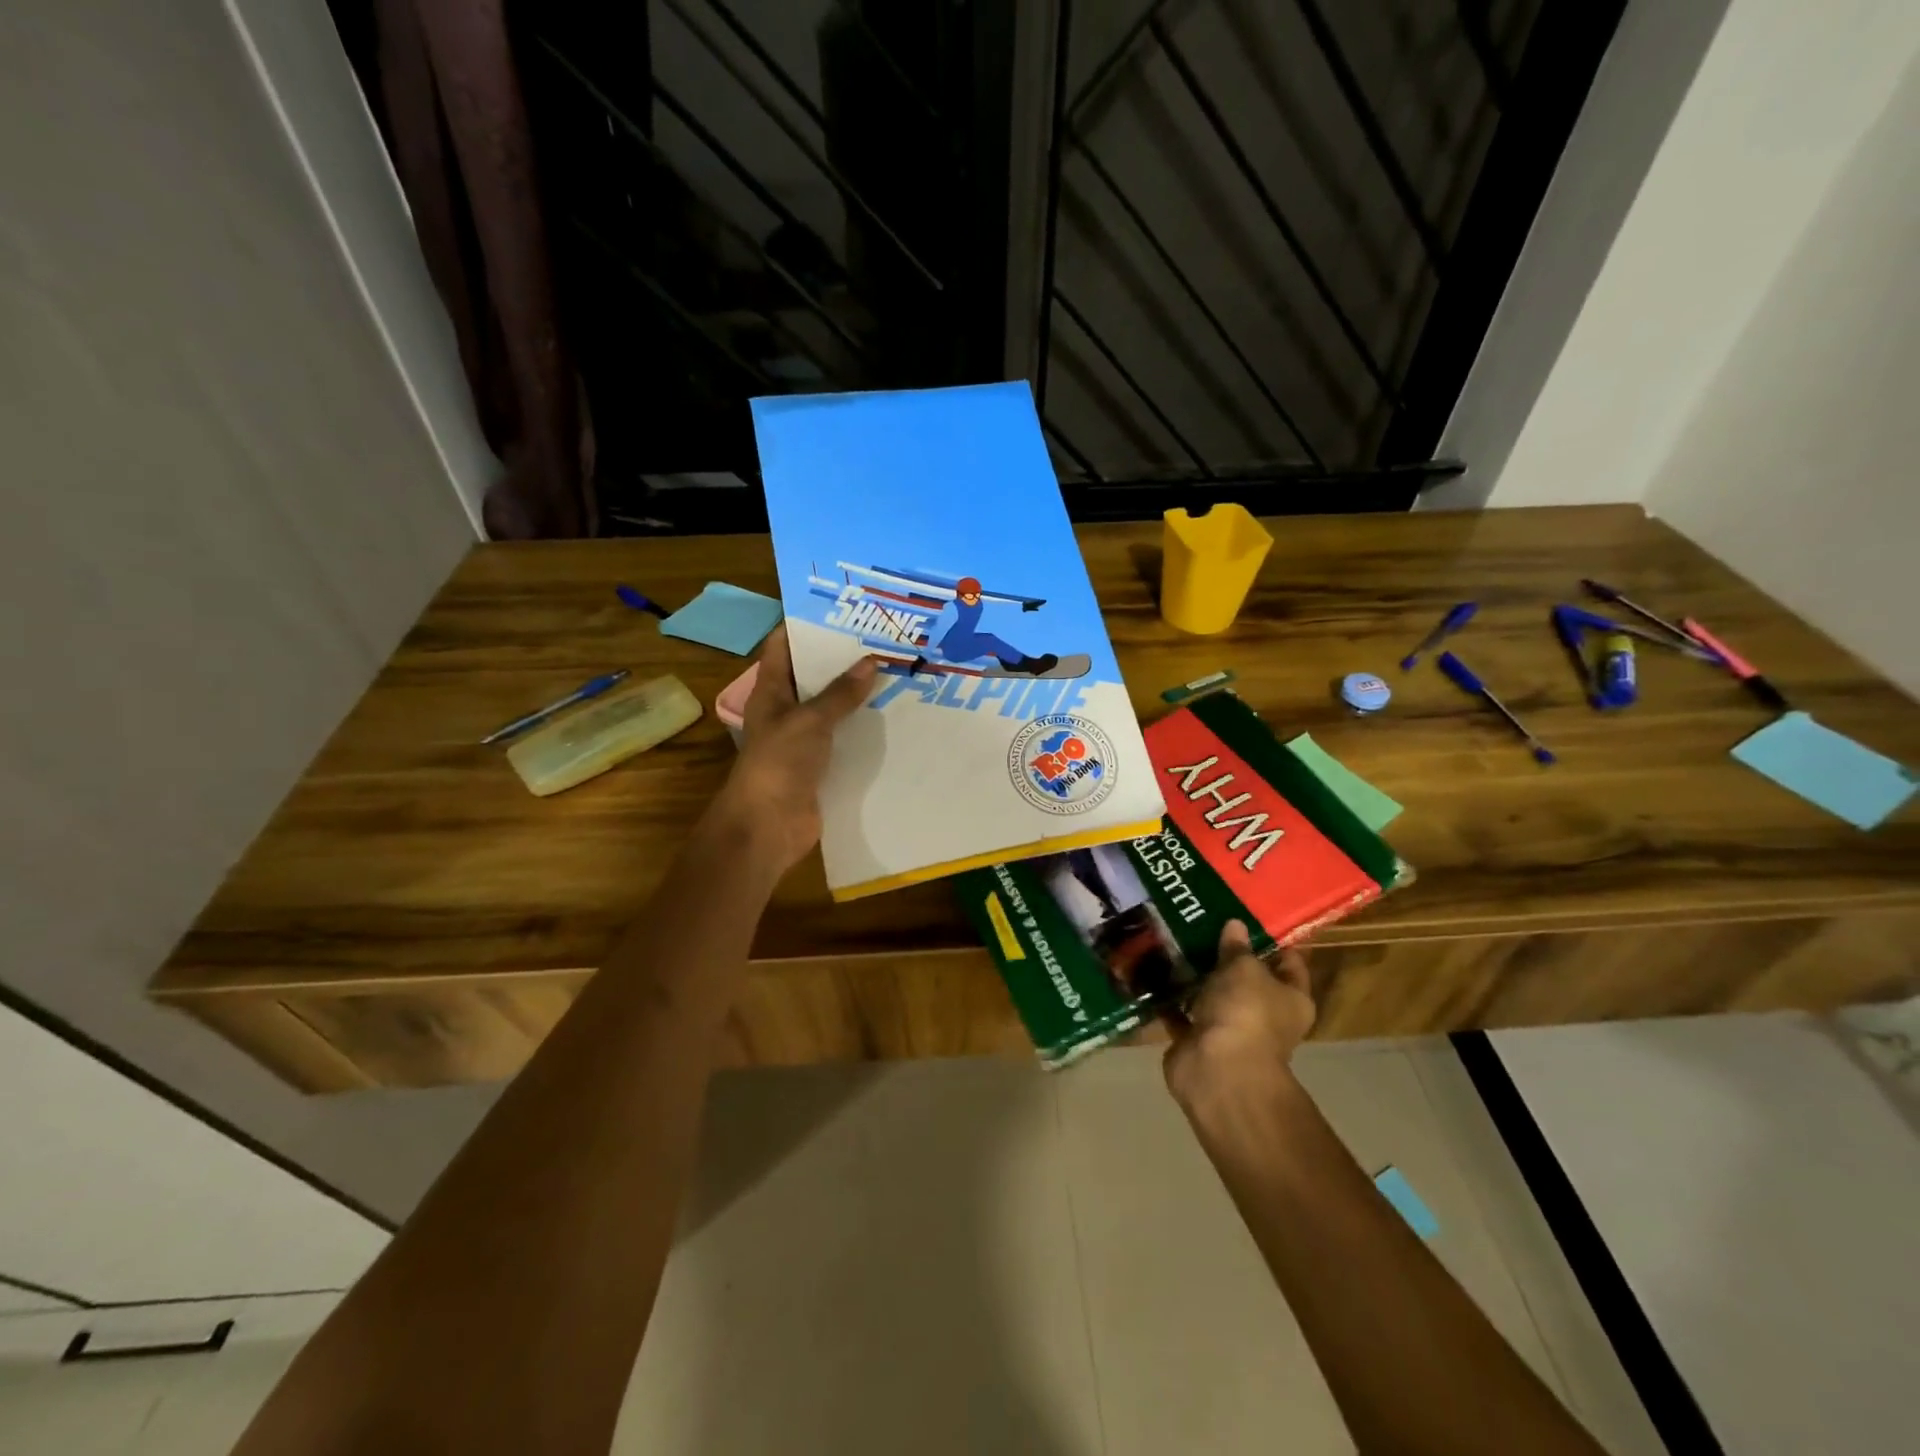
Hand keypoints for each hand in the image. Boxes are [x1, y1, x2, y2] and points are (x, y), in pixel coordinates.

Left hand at [707, 626, 876, 876]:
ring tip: (895, 672)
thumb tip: (871, 661)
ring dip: (857, 695)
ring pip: (832, 709)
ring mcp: (803, 740)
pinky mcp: (821, 766)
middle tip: (880, 639)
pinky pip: (844, 740)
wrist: (768, 827)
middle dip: (841, 659)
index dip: (805, 626)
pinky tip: (893, 718)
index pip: (782, 647)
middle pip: (812, 677)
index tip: (840, 610)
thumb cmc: (779, 764)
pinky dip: (864, 730)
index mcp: (771, 692)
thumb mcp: (810, 721)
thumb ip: (840, 693)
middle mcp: (786, 711)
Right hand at [1163, 920, 1315, 1110]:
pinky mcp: (1197, 1041)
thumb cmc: (1246, 1012)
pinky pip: (1181, 1013)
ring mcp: (1230, 1031)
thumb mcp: (1244, 968)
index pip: (1290, 964)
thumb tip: (1235, 925)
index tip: (1249, 916)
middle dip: (1225, 956)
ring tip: (1173, 940)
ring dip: (1195, 976)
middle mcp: (1265, 1017)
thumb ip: (1238, 947)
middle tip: (1201, 923)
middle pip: (1247, 980)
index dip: (1273, 941)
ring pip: (1212, 996)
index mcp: (1293, 1000)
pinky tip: (1153, 971)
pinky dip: (1169, 998)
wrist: (1218, 1069)